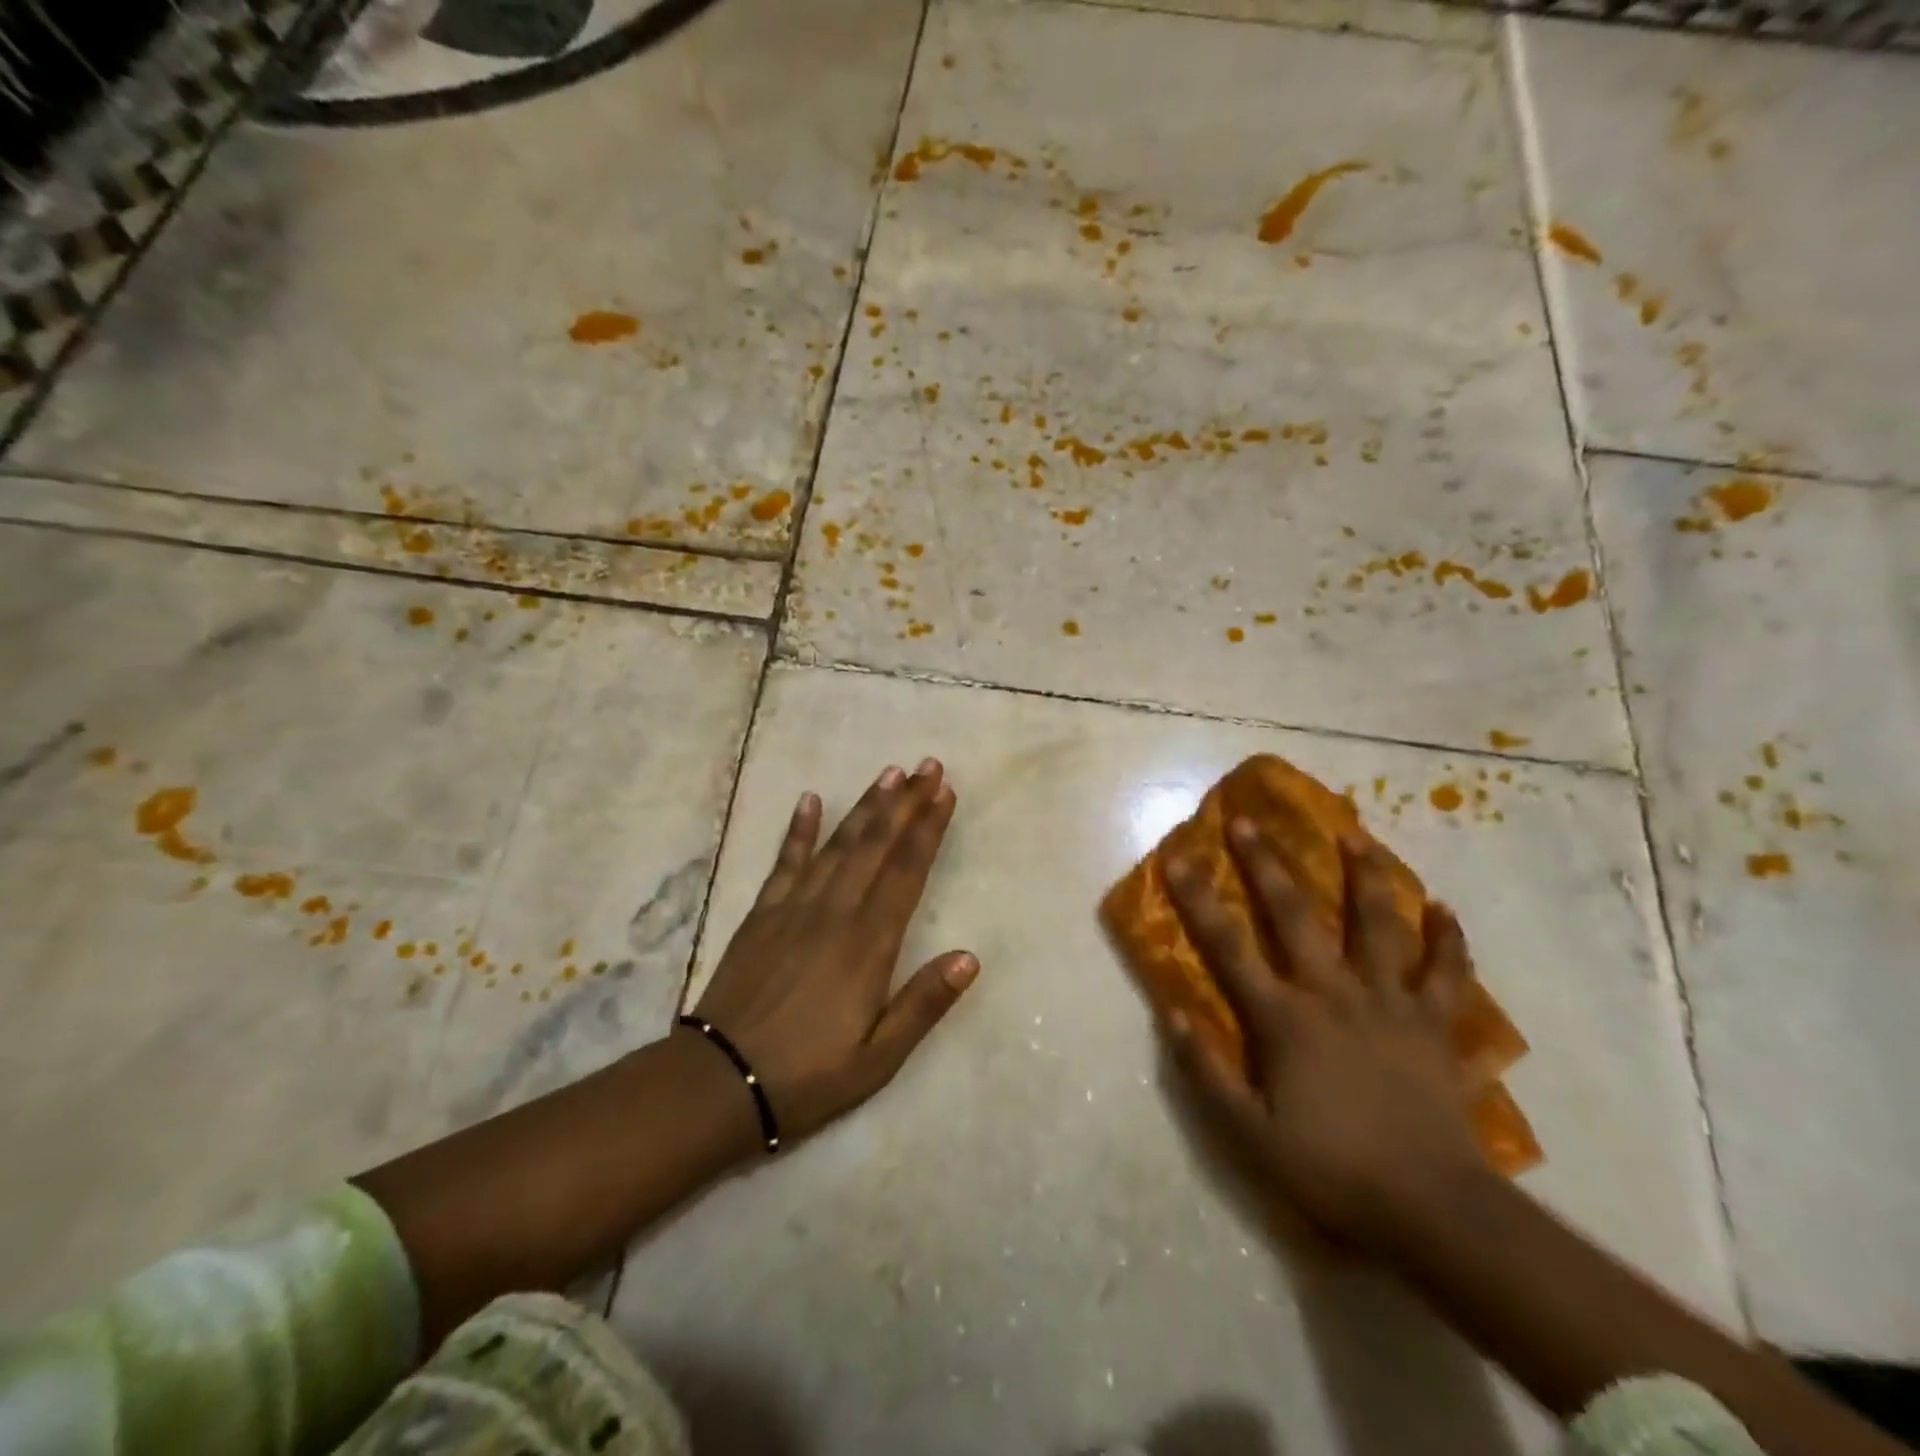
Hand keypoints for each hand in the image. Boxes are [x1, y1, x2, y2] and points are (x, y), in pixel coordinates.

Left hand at [692, 759, 978, 1143]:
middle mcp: (834, 913)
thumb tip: (970, 957)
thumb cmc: (808, 1076)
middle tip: (927, 765)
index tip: (944, 792)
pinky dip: (798, 829)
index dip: (928, 829)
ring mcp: (794, 908)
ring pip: (838, 844)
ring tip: (889, 773)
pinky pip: (785, 862)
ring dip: (865, 806)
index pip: (906, 872)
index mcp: (868, 945)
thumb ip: (924, 1004)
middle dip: (905, 802)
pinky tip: (809, 800)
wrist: (718, 1083)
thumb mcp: (879, 1057)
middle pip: (876, 846)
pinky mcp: (761, 914)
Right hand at [1164, 820, 1485, 1258]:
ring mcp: (1390, 1004)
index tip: (1178, 857)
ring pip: (1378, 925)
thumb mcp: (1248, 1135)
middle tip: (1248, 820)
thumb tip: (1172, 1014)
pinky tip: (1444, 908)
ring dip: (1364, 876)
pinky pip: (1446, 973)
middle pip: (1294, 914)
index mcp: (1285, 1018)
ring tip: (1354, 834)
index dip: (1197, 899)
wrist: (1434, 1211)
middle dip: (1266, 863)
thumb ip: (1206, 1072)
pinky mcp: (1435, 1026)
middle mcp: (1334, 993)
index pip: (1228, 946)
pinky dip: (1447, 939)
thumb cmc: (1332, 1170)